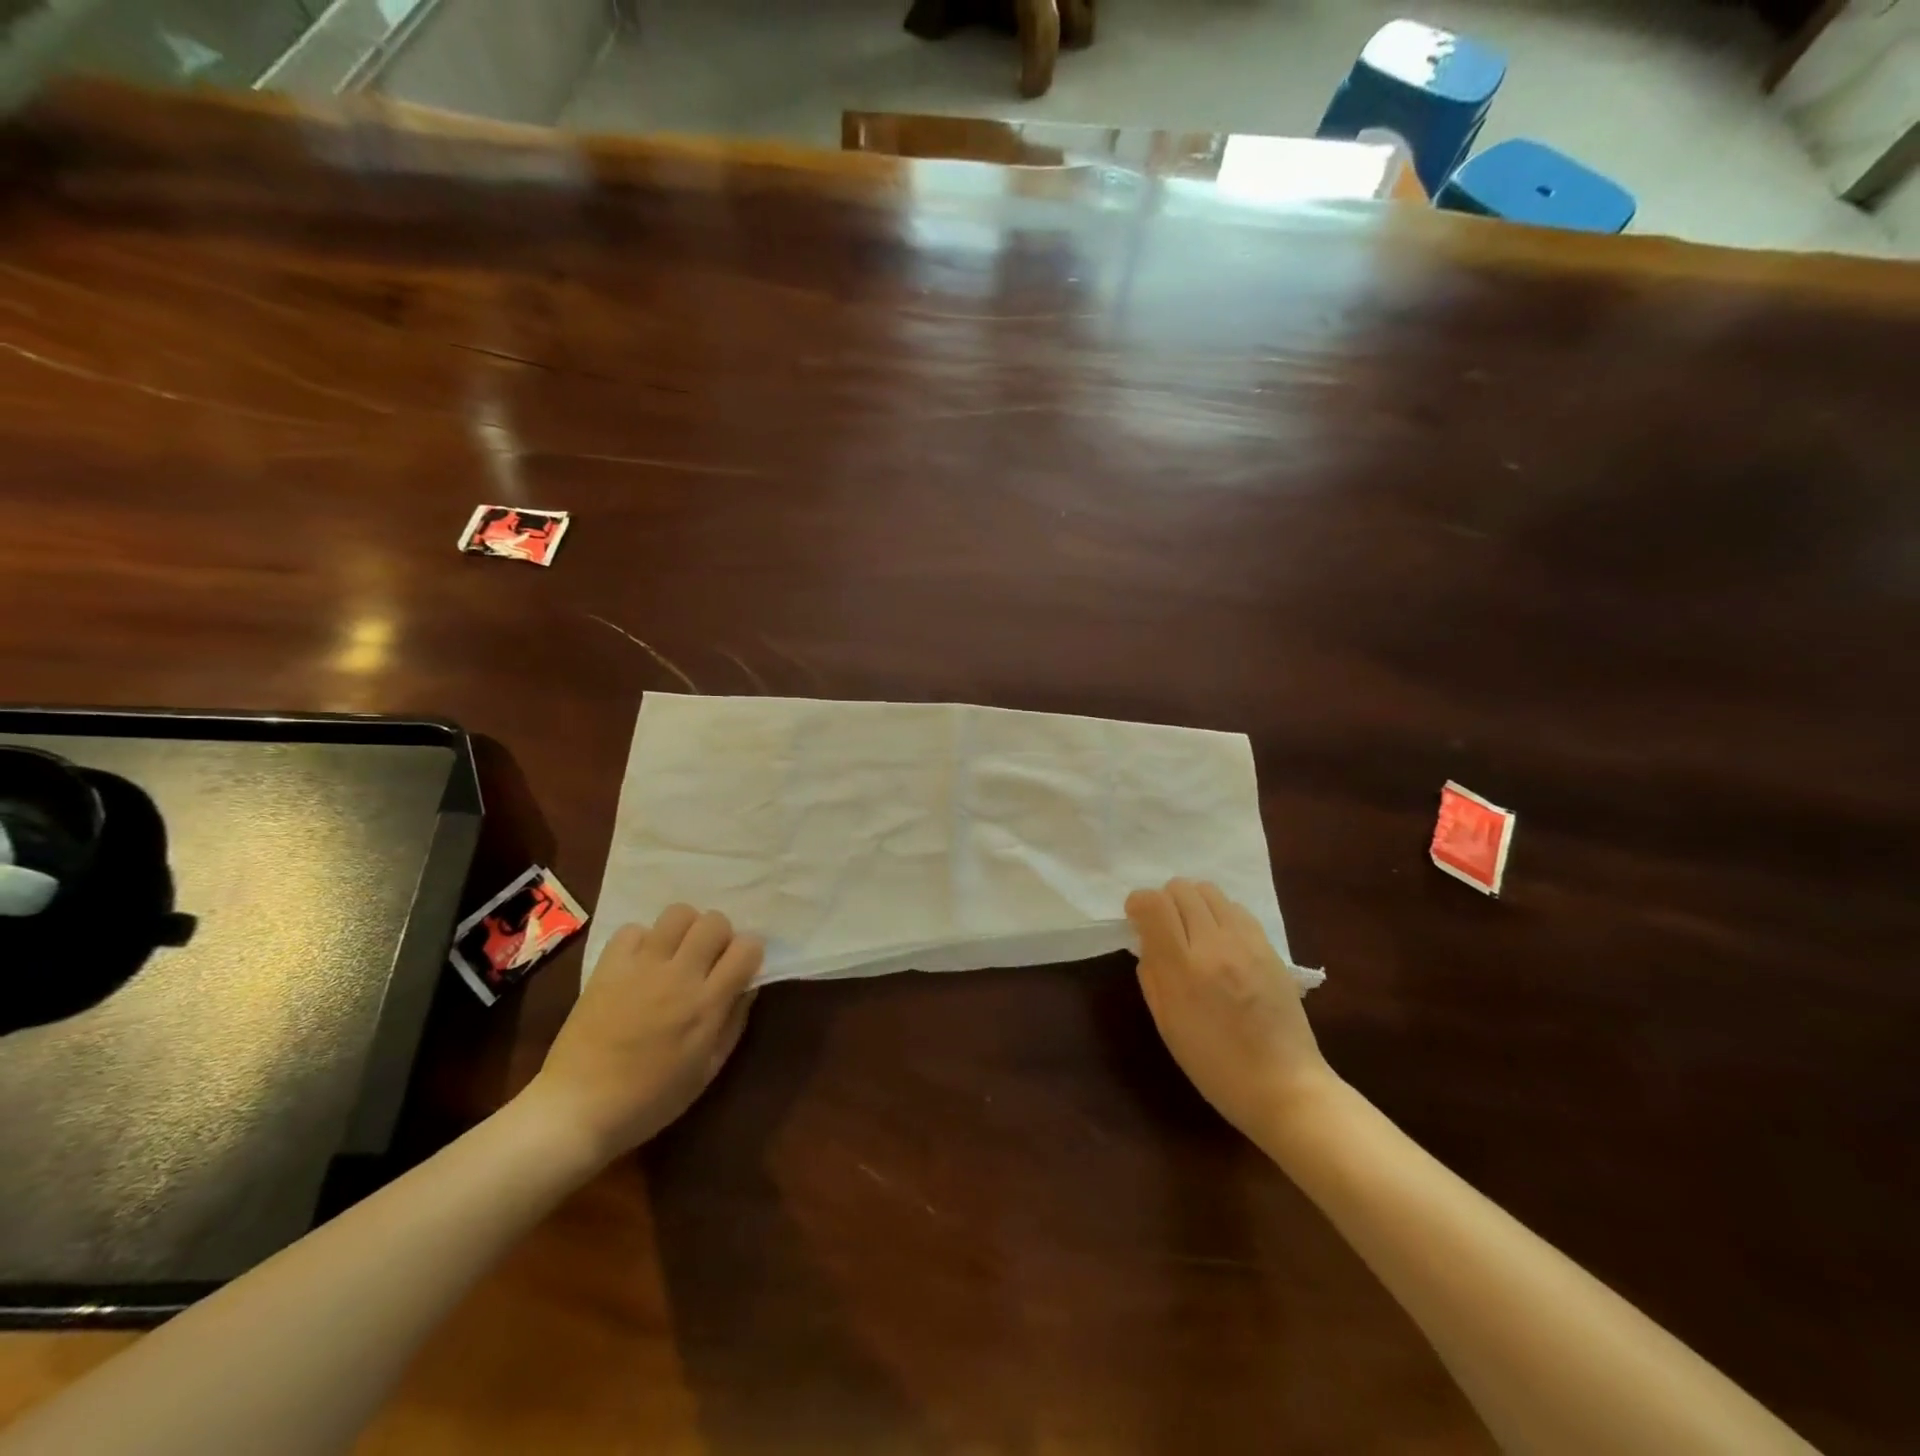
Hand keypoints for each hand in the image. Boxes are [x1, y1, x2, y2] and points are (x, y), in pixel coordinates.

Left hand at [523, 906, 761, 1163]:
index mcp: (707, 1004)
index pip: (747, 947)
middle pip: (714, 921)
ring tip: (676, 954)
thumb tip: (748, 986)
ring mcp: (641, 966)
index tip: (741, 969)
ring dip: (685, 930)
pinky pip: (633, 930)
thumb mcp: (708, 1070)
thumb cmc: (651, 1100)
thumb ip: (733, 1022)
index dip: (749, 954)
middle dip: (720, 936)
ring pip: (678, 913)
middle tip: (709, 960)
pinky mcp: (608, 966)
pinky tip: (640, 964)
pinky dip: (643, 941)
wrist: (577, 1109)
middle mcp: (679, 975)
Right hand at [1126, 879, 1335, 1145]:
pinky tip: (1220, 940)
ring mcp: (1246, 942)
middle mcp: (1214, 945)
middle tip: (1163, 926)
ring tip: (1192, 929)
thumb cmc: (1214, 1065)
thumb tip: (1147, 942)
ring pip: (1210, 890)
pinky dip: (1219, 913)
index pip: (1153, 904)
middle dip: (1164, 900)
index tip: (1136, 919)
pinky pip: (1236, 908)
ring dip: (1193, 902)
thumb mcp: (1167, 1025)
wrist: (1284, 1085)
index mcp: (1182, 968)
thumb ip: (1151, 976)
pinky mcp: (1269, 946)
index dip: (1138, 902)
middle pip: (1181, 888)